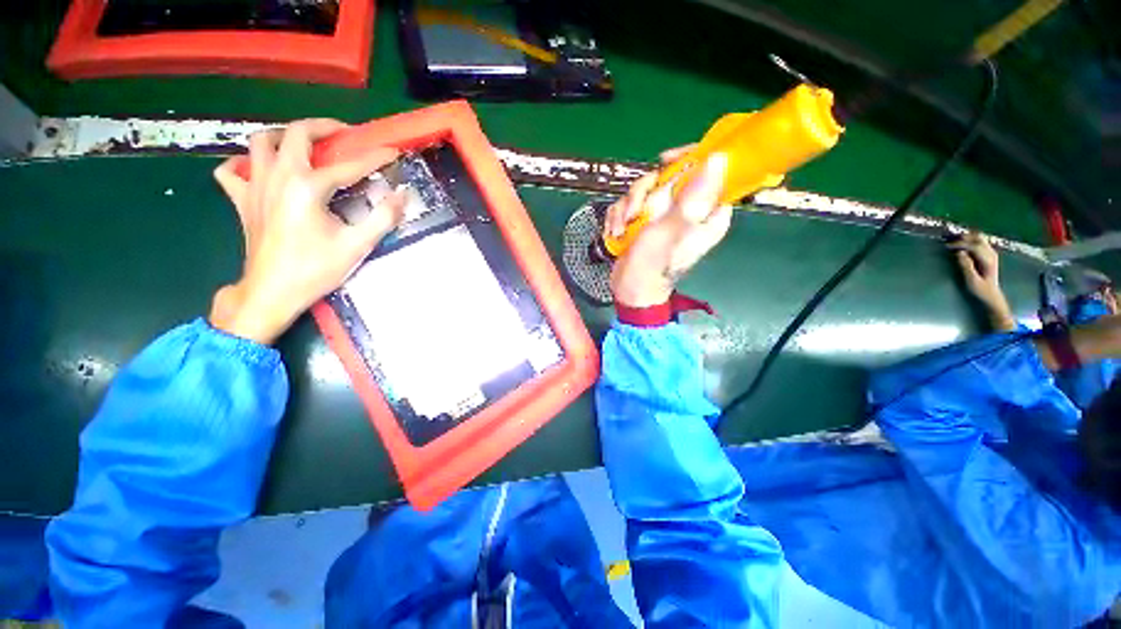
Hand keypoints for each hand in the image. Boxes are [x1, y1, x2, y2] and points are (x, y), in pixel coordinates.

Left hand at [209, 119, 405, 344]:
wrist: (272, 292)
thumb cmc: (315, 269)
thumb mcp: (357, 245)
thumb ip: (383, 217)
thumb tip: (402, 195)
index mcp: (308, 187)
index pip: (349, 165)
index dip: (375, 157)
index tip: (392, 152)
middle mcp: (278, 176)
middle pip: (295, 133)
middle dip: (323, 127)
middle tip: (343, 134)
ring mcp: (254, 186)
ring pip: (260, 142)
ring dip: (283, 136)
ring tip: (303, 144)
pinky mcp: (241, 200)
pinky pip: (231, 171)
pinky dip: (243, 163)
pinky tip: (259, 169)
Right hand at [607, 149, 731, 307]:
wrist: (630, 290)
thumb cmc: (653, 266)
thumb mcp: (671, 230)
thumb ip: (692, 197)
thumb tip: (719, 159)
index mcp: (707, 212)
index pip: (710, 171)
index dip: (688, 160)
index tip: (665, 163)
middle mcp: (688, 210)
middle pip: (669, 177)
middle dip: (645, 193)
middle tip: (636, 213)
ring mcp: (665, 215)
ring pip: (646, 189)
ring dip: (628, 208)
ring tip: (622, 230)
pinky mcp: (645, 221)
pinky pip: (631, 203)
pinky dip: (621, 217)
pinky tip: (617, 233)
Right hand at [949, 231, 1014, 330]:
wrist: (992, 295)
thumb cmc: (980, 290)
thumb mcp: (972, 281)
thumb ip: (967, 266)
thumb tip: (959, 253)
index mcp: (988, 260)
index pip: (974, 246)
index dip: (960, 245)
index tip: (947, 246)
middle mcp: (991, 254)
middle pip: (979, 239)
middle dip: (965, 237)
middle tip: (950, 239)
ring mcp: (991, 253)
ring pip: (980, 238)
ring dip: (968, 237)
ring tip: (954, 239)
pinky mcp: (989, 254)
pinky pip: (980, 242)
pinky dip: (971, 240)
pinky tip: (963, 242)